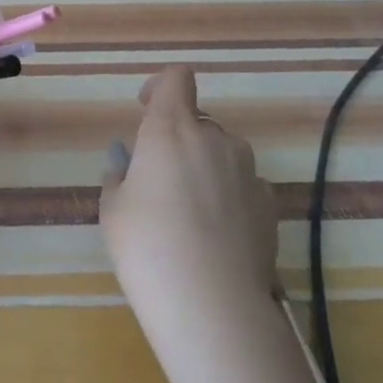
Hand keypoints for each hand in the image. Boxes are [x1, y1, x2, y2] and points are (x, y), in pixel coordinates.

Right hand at [99, 66, 278, 340]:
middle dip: (177, 140)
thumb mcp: (113, 208)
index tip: (144, 111)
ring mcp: (249, 171)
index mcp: (169, 130)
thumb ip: (121, 175)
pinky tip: (214, 235)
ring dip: (204, 167)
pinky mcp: (270, 204)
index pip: (175, 78)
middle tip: (156, 182)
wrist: (211, 303)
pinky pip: (241, 184)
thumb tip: (129, 163)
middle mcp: (214, 140)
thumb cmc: (146, 246)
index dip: (160, 87)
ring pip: (222, 153)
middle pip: (197, 121)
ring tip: (187, 213)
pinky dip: (227, 195)